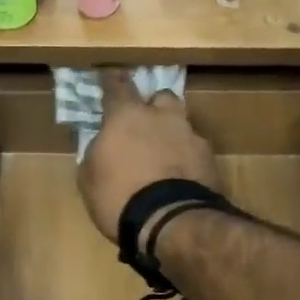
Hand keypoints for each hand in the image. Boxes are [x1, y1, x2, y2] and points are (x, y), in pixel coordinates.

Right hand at [77, 71, 219, 241]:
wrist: (170, 222)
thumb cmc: (119, 197)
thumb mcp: (89, 178)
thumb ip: (96, 153)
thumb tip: (102, 146)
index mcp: (127, 116)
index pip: (117, 85)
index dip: (112, 81)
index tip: (109, 77)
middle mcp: (162, 117)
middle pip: (161, 97)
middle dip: (153, 107)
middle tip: (144, 126)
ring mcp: (190, 135)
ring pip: (181, 124)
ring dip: (172, 134)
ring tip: (164, 157)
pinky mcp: (210, 159)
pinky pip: (195, 151)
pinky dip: (187, 159)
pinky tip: (180, 178)